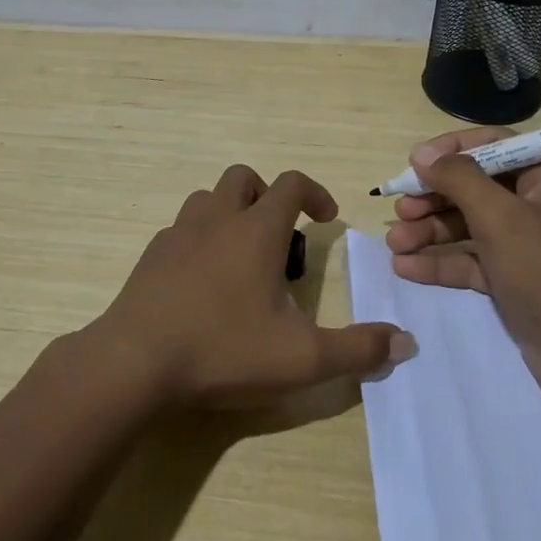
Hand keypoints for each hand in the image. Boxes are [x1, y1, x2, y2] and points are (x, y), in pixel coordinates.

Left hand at [89, 165, 413, 406]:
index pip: (291, 184)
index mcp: (255, 230)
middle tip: (280, 238)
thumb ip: (357, 350)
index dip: (315, 193)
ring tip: (242, 258)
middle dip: (267, 196)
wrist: (134, 363)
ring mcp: (177, 234)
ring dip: (230, 213)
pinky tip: (202, 283)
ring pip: (207, 199)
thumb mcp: (302, 358)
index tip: (327, 219)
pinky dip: (199, 240)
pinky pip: (180, 230)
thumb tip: (405, 343)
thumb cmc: (224, 350)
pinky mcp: (150, 257)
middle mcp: (216, 219)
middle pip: (243, 177)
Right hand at [384, 129, 540, 410]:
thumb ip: (458, 179)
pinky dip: (441, 262)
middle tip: (400, 210)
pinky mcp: (515, 278)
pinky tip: (405, 267)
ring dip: (430, 231)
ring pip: (469, 225)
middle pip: (476, 187)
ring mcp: (527, 243)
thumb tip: (423, 154)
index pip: (495, 146)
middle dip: (434, 198)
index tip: (413, 163)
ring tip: (394, 243)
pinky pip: (472, 260)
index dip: (451, 151)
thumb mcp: (500, 218)